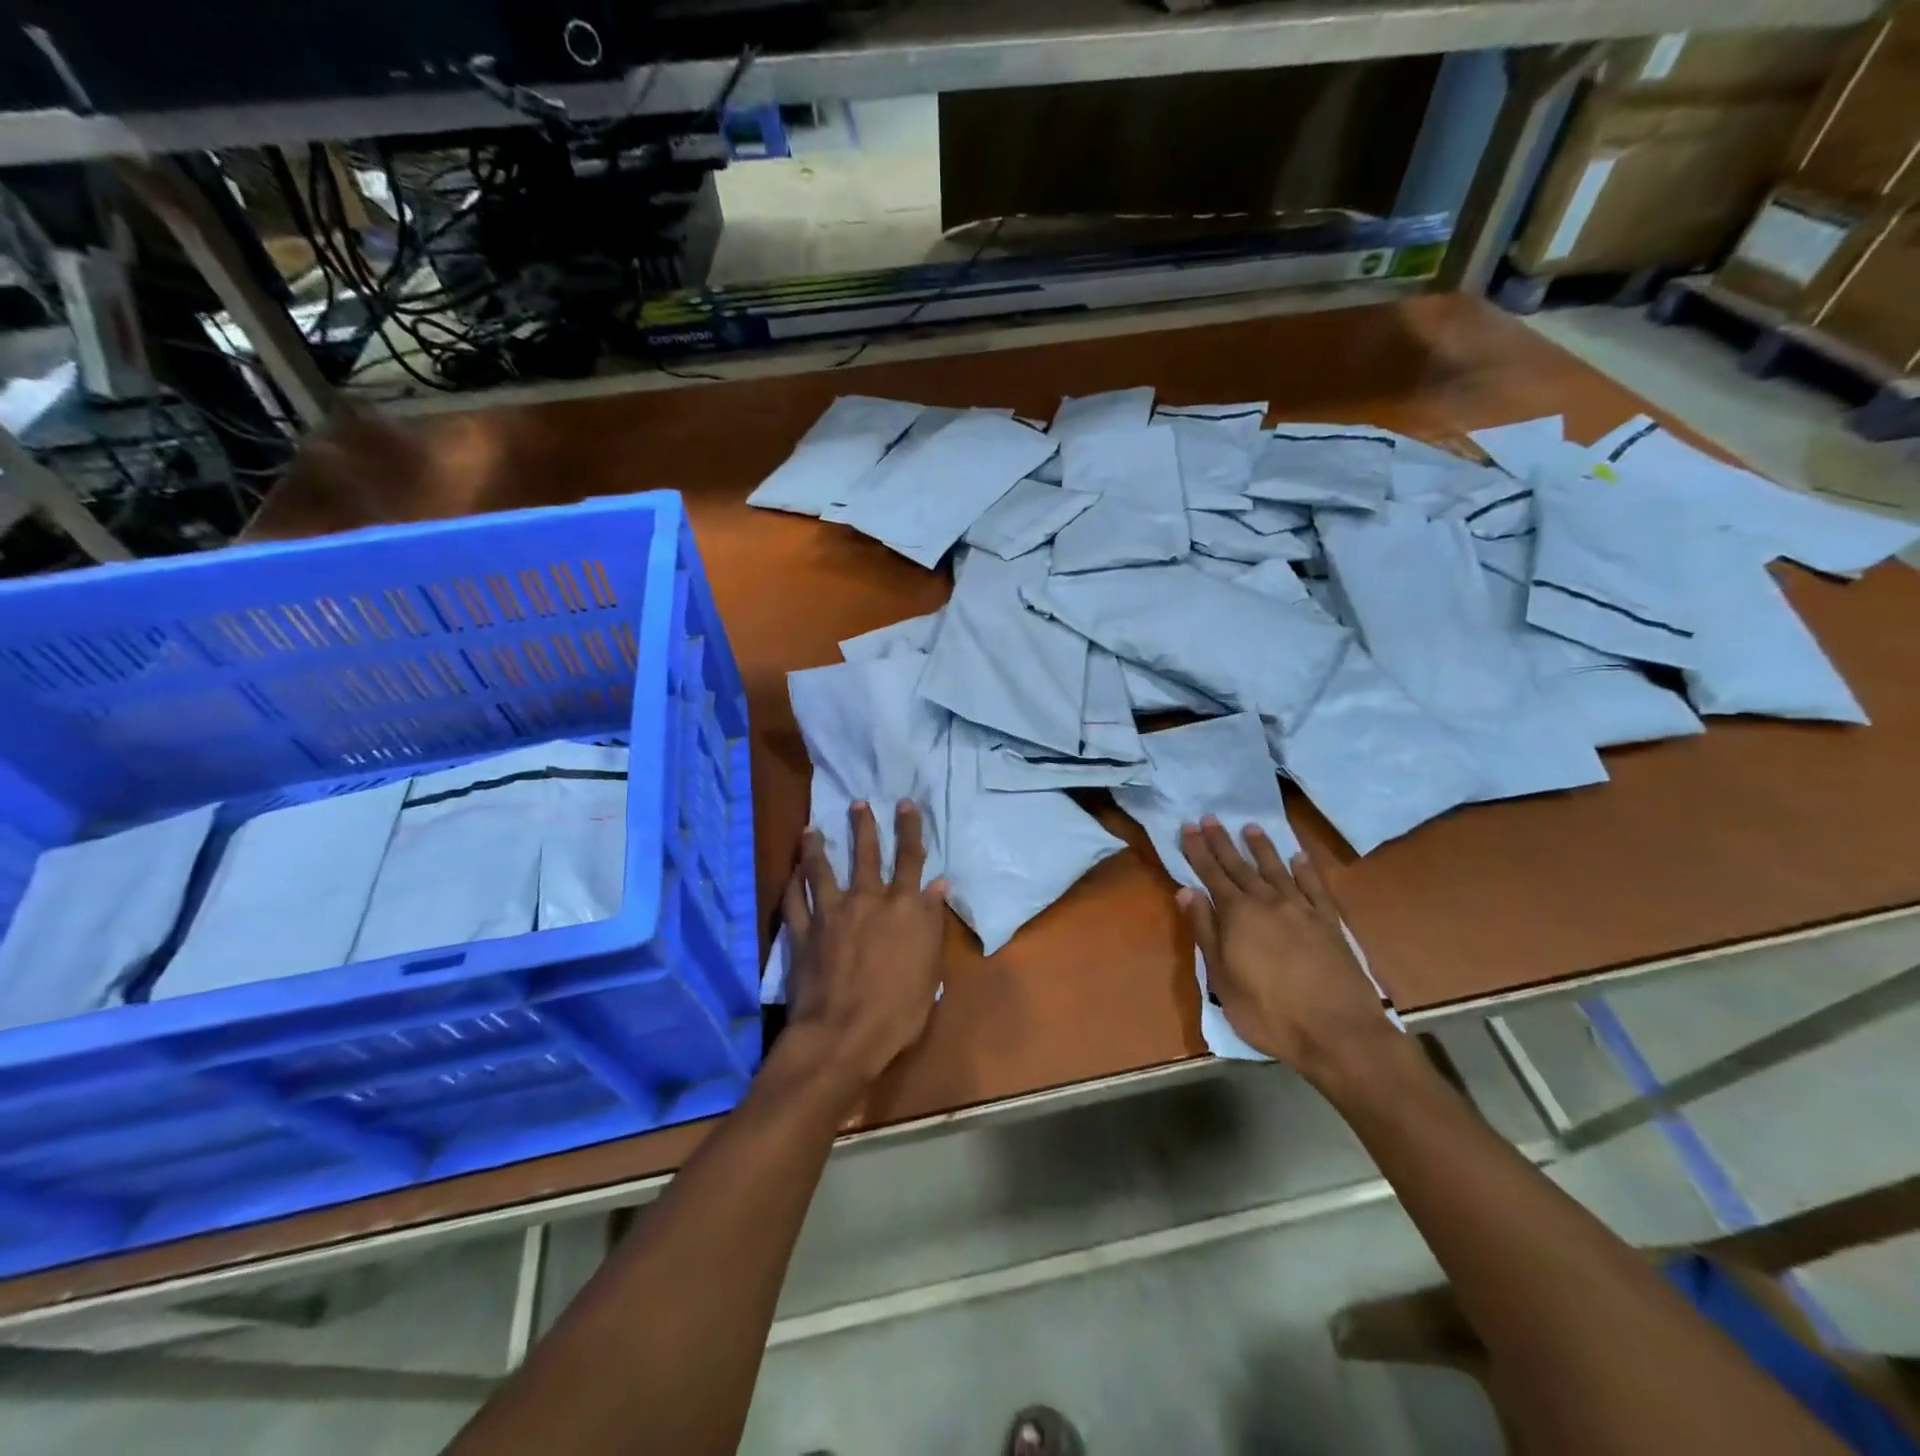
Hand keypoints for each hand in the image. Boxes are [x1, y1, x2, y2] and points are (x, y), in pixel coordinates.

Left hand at [781, 799, 948, 1090]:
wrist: (843, 1033)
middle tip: (858, 803)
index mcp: (903, 907)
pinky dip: (793, 884)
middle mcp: (867, 899)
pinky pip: (795, 899)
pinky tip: (792, 873)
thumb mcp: (930, 969)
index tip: (906, 804)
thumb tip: (939, 884)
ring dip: (817, 847)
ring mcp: (831, 912)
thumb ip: (931, 922)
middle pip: (866, 853)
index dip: (910, 829)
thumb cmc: (899, 1009)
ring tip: (811, 828)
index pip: (910, 858)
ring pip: (822, 869)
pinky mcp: (804, 930)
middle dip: (864, 825)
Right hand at [1178, 818, 1393, 1083]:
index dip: (1198, 850)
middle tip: (1210, 817)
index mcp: (1237, 915)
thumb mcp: (1222, 979)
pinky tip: (1299, 856)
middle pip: (1240, 866)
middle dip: (1222, 841)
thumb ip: (1205, 931)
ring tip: (1250, 827)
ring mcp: (1302, 909)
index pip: (1211, 874)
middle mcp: (1268, 902)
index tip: (1189, 826)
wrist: (1338, 1032)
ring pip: (1276, 869)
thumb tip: (1187, 891)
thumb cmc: (1269, 1012)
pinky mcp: (1330, 922)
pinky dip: (1306, 869)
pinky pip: (1315, 886)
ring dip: (1261, 847)